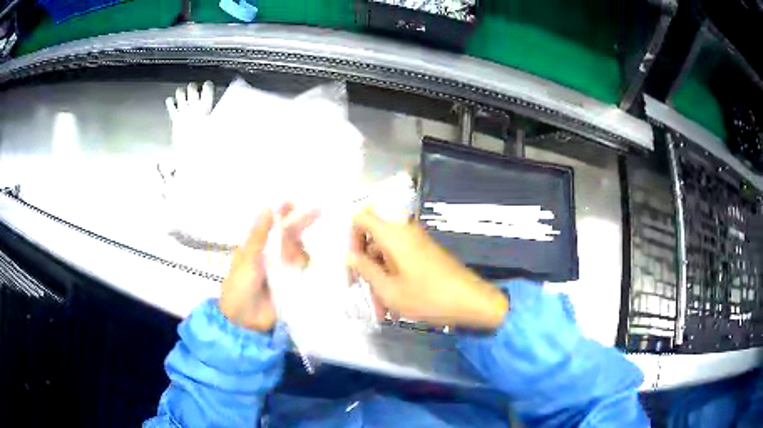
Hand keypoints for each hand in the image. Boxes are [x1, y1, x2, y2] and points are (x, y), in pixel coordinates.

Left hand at [219, 205, 315, 331]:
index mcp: (259, 247)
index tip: (295, 201)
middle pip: (292, 236)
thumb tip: (267, 206)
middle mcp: (274, 256)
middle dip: (303, 223)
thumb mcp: (247, 260)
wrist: (245, 323)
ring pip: (302, 254)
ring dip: (301, 252)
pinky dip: (315, 268)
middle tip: (318, 210)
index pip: (274, 225)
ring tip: (294, 262)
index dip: (285, 212)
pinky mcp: (296, 287)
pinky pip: (308, 274)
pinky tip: (323, 263)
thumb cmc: (239, 288)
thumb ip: (259, 236)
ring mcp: (286, 271)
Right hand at [349, 210, 508, 329]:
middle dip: (365, 265)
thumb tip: (351, 257)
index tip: (351, 263)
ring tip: (381, 307)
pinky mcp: (426, 253)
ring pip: (387, 253)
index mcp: (393, 234)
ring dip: (379, 277)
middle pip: (373, 238)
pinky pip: (401, 259)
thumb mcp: (389, 290)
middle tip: (362, 290)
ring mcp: (417, 242)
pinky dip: (393, 277)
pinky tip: (394, 303)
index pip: (361, 218)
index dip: (350, 237)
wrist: (471, 301)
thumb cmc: (427, 296)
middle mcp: (405, 232)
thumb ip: (366, 270)